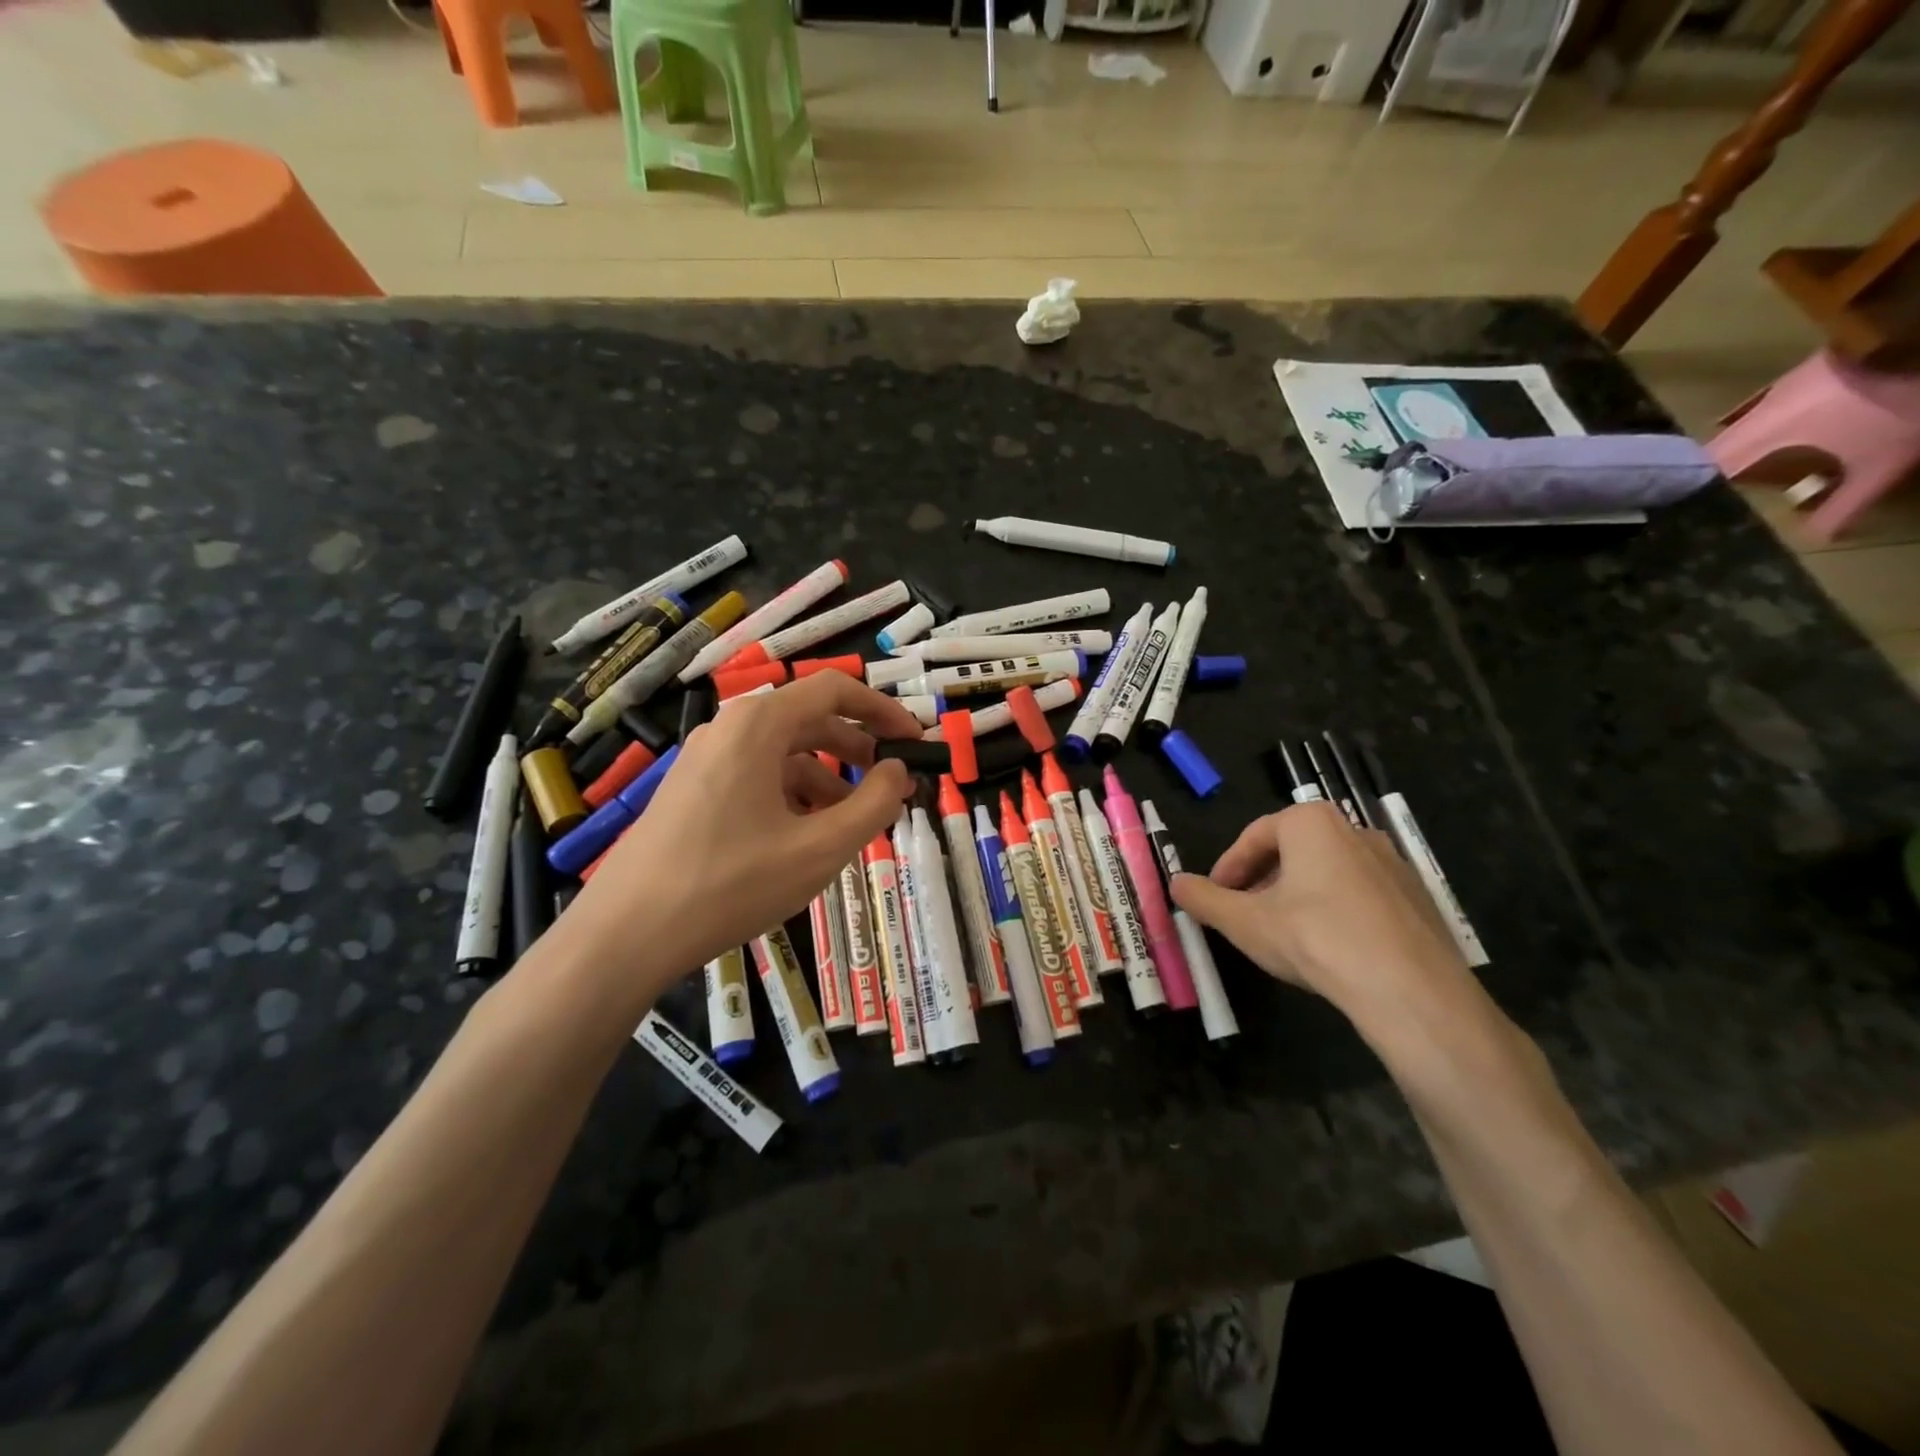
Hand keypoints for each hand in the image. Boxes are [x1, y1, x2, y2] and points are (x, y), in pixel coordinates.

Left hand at [568, 673, 920, 996]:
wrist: (626, 933)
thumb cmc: (731, 883)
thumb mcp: (820, 849)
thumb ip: (874, 804)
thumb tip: (899, 771)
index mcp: (759, 724)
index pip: (834, 689)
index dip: (883, 709)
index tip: (915, 740)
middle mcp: (729, 729)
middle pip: (808, 720)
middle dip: (857, 749)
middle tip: (891, 784)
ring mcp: (704, 759)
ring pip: (782, 754)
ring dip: (826, 779)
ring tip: (850, 824)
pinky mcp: (691, 790)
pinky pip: (755, 777)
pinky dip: (791, 796)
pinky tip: (802, 839)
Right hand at [1170, 802, 1476, 1027]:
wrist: (1410, 990)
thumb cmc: (1315, 939)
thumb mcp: (1244, 922)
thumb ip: (1204, 899)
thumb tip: (1175, 883)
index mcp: (1311, 823)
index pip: (1255, 835)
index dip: (1228, 867)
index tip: (1214, 896)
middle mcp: (1355, 830)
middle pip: (1292, 850)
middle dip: (1261, 880)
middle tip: (1243, 914)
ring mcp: (1393, 863)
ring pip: (1327, 872)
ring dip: (1296, 895)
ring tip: (1282, 933)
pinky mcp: (1417, 898)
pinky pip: (1361, 895)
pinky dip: (1335, 911)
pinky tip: (1328, 949)